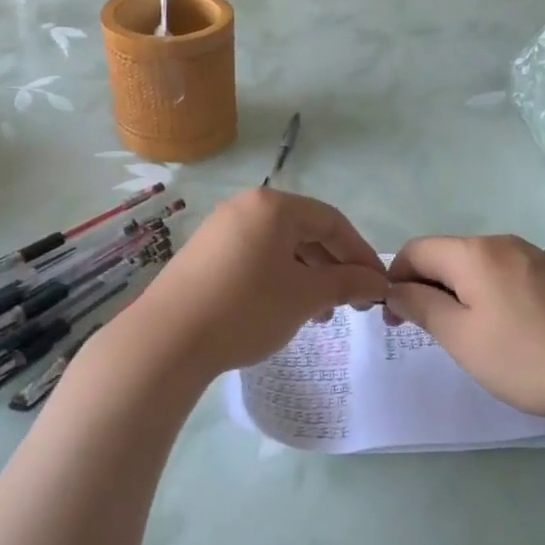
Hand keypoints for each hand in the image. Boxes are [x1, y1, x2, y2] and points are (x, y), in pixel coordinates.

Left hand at [123, 188, 388, 381]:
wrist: (167, 339)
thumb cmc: (246, 307)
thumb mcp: (305, 296)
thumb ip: (346, 283)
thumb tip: (376, 282)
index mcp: (273, 205)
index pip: (332, 221)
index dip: (360, 253)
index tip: (377, 286)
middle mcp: (246, 206)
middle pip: (305, 231)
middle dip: (333, 267)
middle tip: (351, 304)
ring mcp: (221, 228)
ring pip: (280, 247)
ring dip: (308, 277)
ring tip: (320, 314)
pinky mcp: (205, 254)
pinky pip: (255, 257)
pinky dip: (279, 278)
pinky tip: (284, 309)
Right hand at [386, 235, 544, 421]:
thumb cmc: (528, 355)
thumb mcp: (462, 338)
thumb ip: (422, 307)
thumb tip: (396, 289)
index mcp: (474, 253)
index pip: (416, 250)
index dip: (396, 279)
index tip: (397, 320)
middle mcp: (503, 243)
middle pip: (448, 255)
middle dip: (428, 287)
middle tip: (430, 333)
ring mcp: (536, 256)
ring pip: (480, 267)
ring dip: (461, 293)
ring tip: (472, 337)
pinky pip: (509, 276)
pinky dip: (493, 296)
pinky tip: (512, 332)